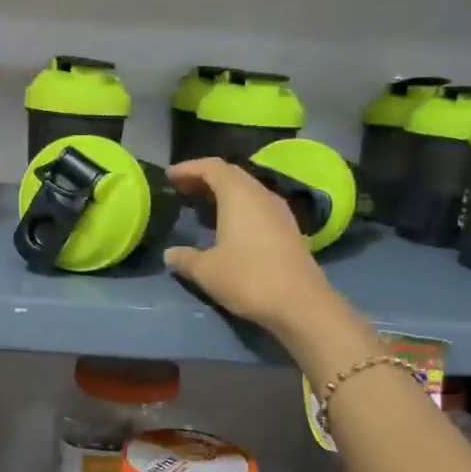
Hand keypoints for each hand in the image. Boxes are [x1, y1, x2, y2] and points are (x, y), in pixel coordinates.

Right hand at [164, 159, 336, 334]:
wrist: (301, 304)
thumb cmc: (248, 278)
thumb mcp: (206, 270)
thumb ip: (185, 258)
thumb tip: (170, 253)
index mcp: (238, 195)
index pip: (212, 167)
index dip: (189, 168)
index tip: (169, 176)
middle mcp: (261, 195)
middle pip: (231, 174)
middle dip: (205, 178)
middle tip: (183, 189)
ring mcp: (279, 211)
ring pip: (247, 190)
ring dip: (223, 193)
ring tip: (202, 206)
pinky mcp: (289, 229)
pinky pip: (258, 206)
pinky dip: (239, 207)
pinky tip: (229, 226)